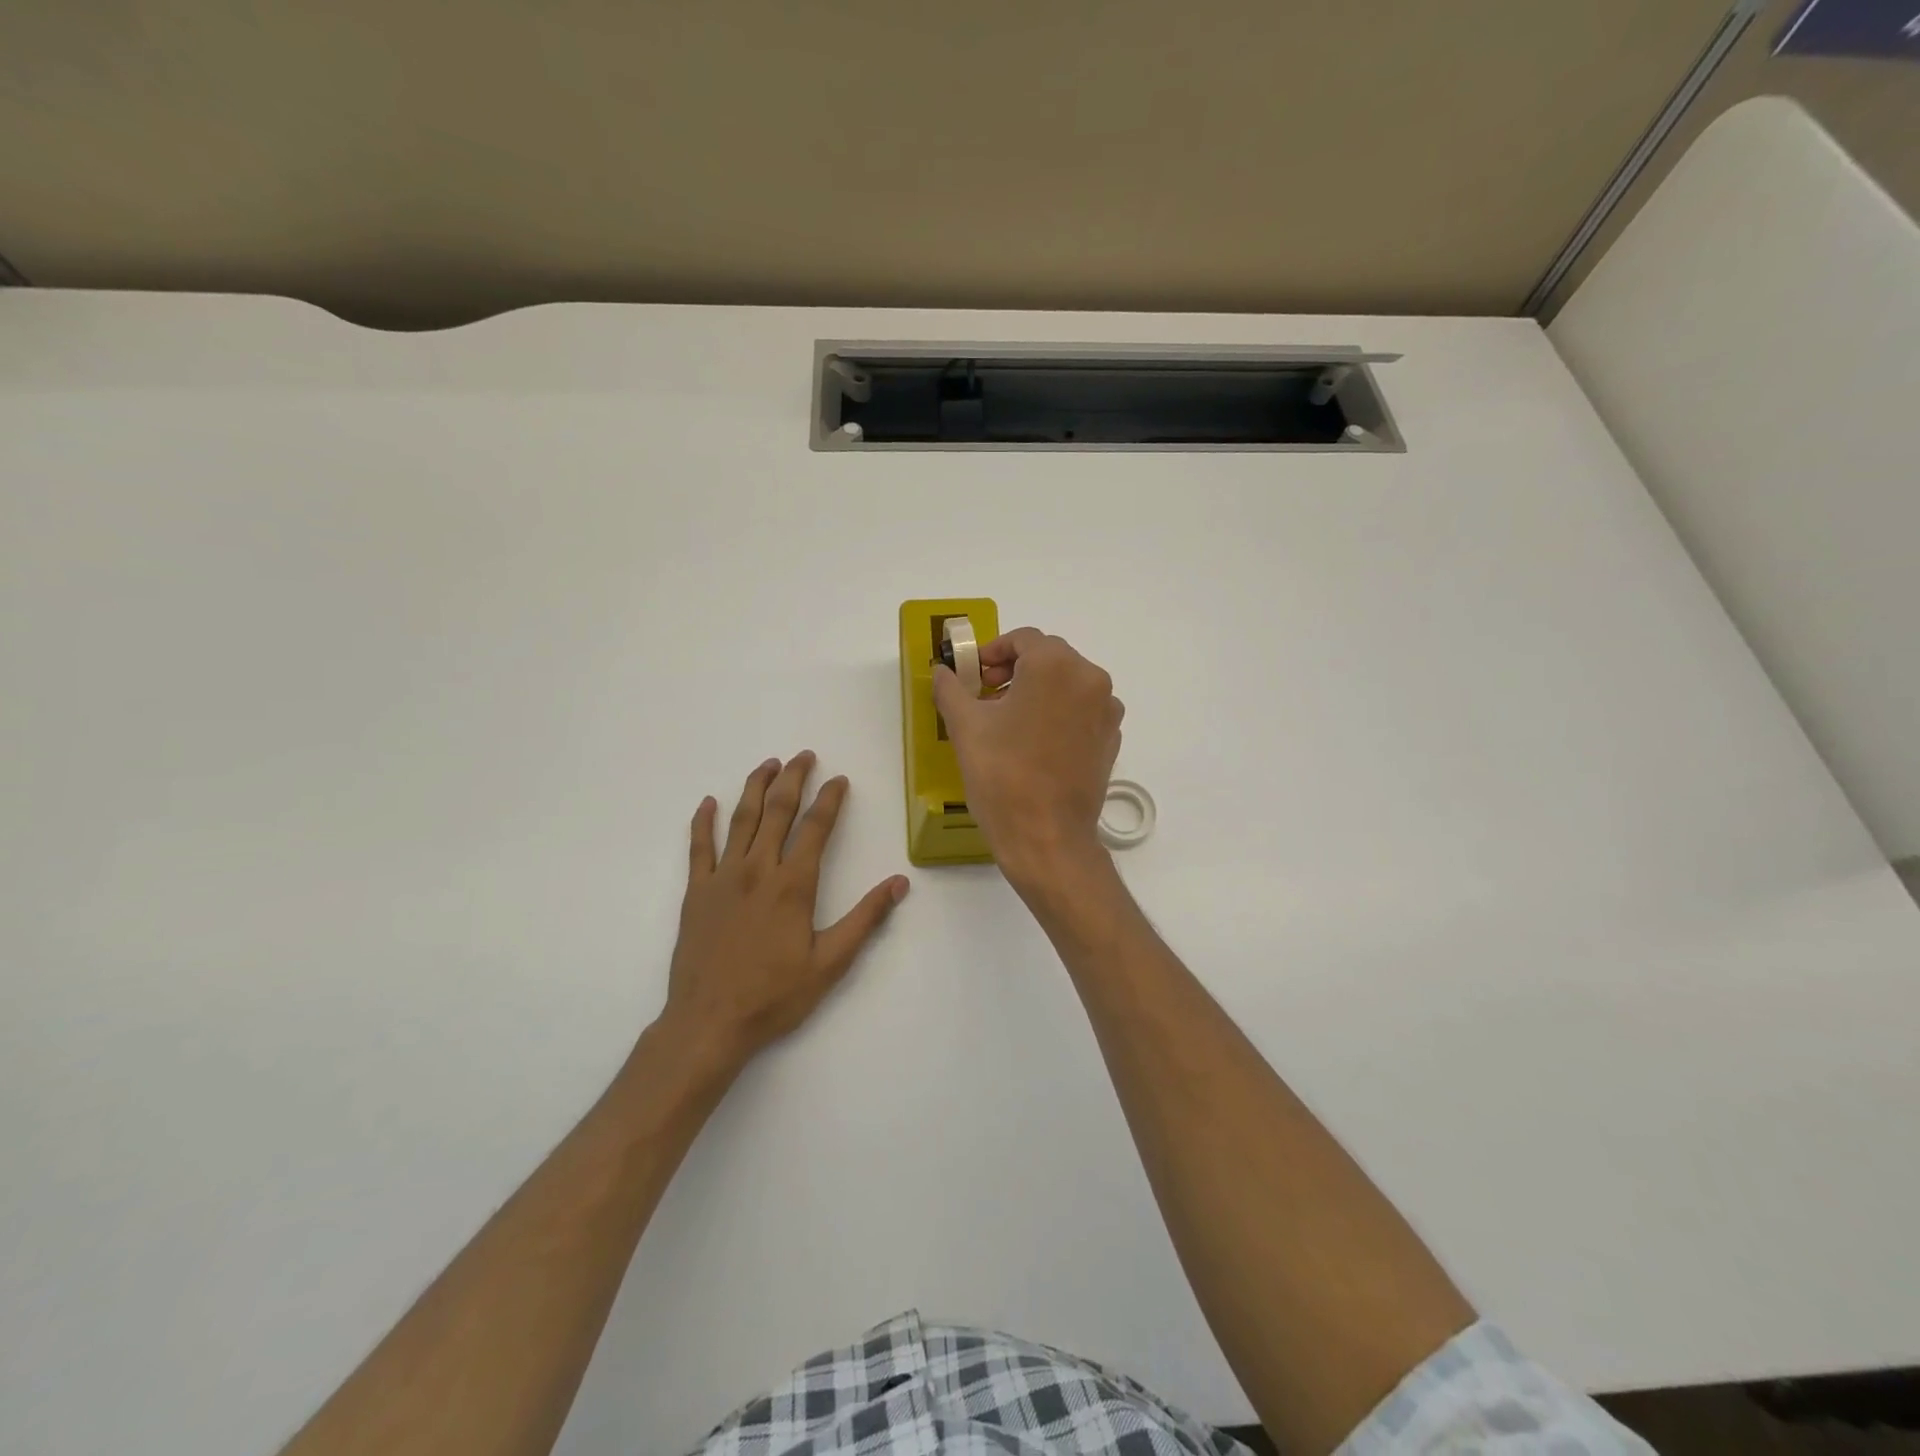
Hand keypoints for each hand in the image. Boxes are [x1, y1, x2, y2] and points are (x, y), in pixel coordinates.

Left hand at [661, 752, 908, 1067]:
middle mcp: (757, 869)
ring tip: (768, 765)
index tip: (839, 779)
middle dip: (793, 779)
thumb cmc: (774, 995)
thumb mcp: (831, 963)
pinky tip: (708, 802)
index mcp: (793, 884)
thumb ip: (865, 919)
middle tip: (803, 756)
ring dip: (755, 787)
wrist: (709, 1022)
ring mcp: (722, 877)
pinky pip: (698, 847)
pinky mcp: (696, 892)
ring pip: (741, 819)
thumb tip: (899, 883)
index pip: (815, 828)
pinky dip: (703, 821)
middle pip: (778, 811)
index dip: (830, 799)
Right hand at [931, 628, 1122, 892]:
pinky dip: (1059, 713)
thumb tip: (942, 670)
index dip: (992, 652)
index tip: (974, 675)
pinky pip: (1082, 710)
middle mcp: (1090, 678)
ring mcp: (1107, 710)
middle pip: (1049, 657)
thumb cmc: (1002, 775)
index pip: (1023, 639)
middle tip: (986, 695)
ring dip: (1038, 690)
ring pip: (1068, 683)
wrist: (1047, 837)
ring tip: (1009, 719)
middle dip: (1015, 669)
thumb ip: (951, 688)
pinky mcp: (1111, 739)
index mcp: (1056, 665)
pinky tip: (1035, 742)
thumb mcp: (965, 726)